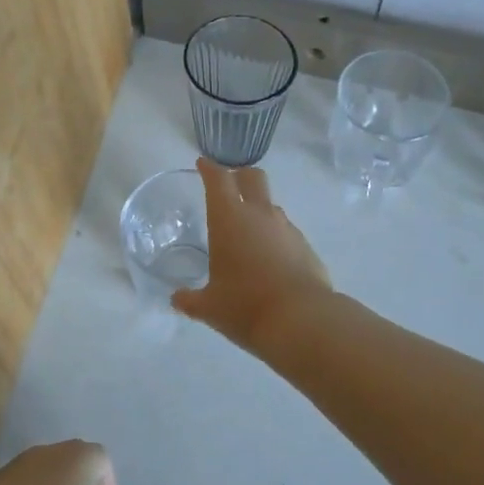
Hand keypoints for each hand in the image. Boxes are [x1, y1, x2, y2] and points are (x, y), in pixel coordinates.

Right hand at [171, 158, 331, 352]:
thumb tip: (177, 299)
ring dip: (259, 209)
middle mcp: (260, 214)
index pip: (218, 179)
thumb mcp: (209, 307)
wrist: (301, 320)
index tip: (204, 164)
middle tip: (229, 185)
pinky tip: (270, 260)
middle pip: (253, 177)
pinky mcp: (306, 246)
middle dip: (240, 175)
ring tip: (248, 233)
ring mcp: (287, 228)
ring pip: (271, 205)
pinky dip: (275, 237)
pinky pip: (286, 232)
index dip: (210, 169)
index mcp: (229, 219)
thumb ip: (190, 300)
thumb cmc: (244, 306)